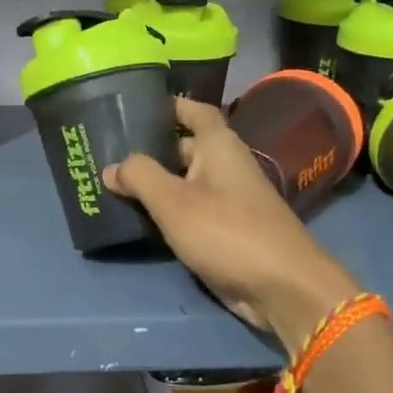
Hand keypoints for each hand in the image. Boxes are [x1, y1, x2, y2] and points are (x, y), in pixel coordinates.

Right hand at [104, 97, 361, 348]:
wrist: (281, 287)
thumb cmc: (227, 232)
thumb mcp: (174, 202)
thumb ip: (140, 177)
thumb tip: (111, 167)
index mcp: (220, 147)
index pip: (196, 112)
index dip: (171, 106)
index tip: (138, 106)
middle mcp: (226, 167)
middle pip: (186, 149)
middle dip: (153, 150)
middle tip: (111, 153)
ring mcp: (229, 201)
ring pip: (186, 183)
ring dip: (157, 184)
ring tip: (115, 185)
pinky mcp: (227, 232)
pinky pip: (192, 212)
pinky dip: (168, 212)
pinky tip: (141, 219)